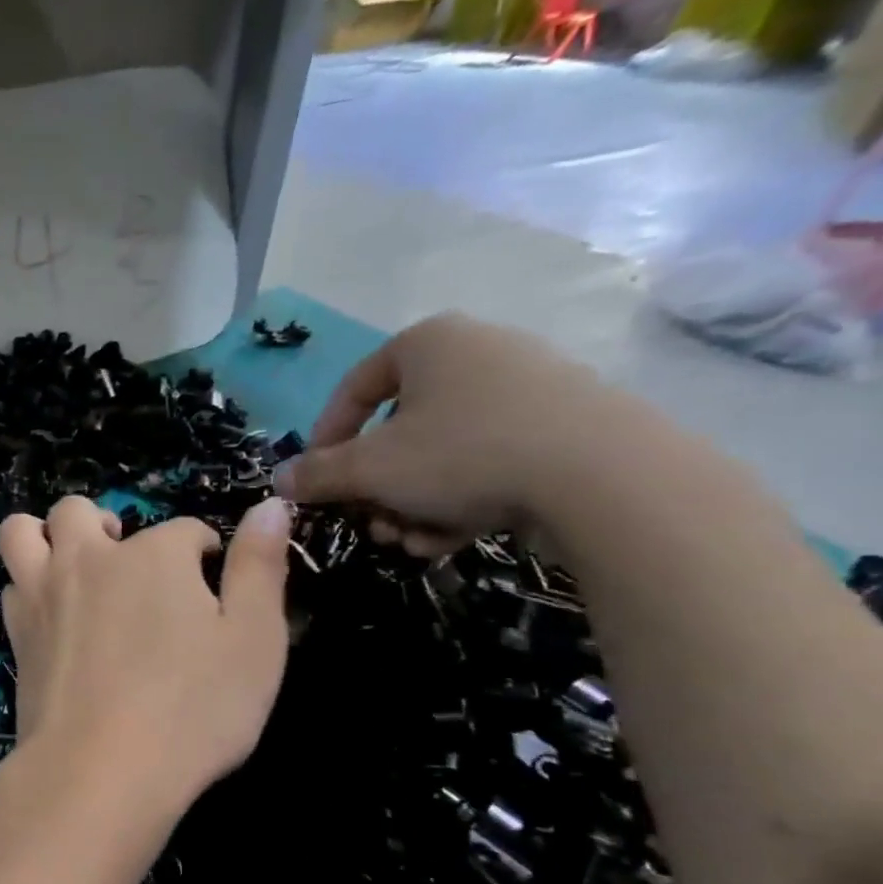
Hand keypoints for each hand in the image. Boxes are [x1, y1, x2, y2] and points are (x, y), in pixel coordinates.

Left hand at [0, 495, 291, 824]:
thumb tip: (270, 506)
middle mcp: (88, 559)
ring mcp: (42, 594)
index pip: (184, 529)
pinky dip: (28, 586)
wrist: (99, 769)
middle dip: (106, 524)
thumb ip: (260, 568)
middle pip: (79, 510)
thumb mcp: (255, 641)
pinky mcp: (16, 633)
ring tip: (73, 566)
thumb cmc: (192, 709)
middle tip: (128, 561)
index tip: (209, 579)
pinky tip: (51, 614)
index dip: (202, 550)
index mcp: (153, 554)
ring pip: (22, 531)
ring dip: (45, 536)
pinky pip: (11, 585)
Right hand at [272, 313, 626, 555]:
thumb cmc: (462, 453)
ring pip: (440, 453)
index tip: (316, 480)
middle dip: (375, 487)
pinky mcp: (563, 427)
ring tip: (409, 540)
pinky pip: (487, 461)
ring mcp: (528, 389)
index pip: (353, 388)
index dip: (325, 439)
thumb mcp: (369, 469)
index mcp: (428, 343)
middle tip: (369, 521)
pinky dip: (459, 501)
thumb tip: (279, 481)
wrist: (604, 476)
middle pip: (398, 429)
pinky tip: (449, 539)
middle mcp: (477, 353)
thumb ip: (317, 474)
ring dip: (412, 503)